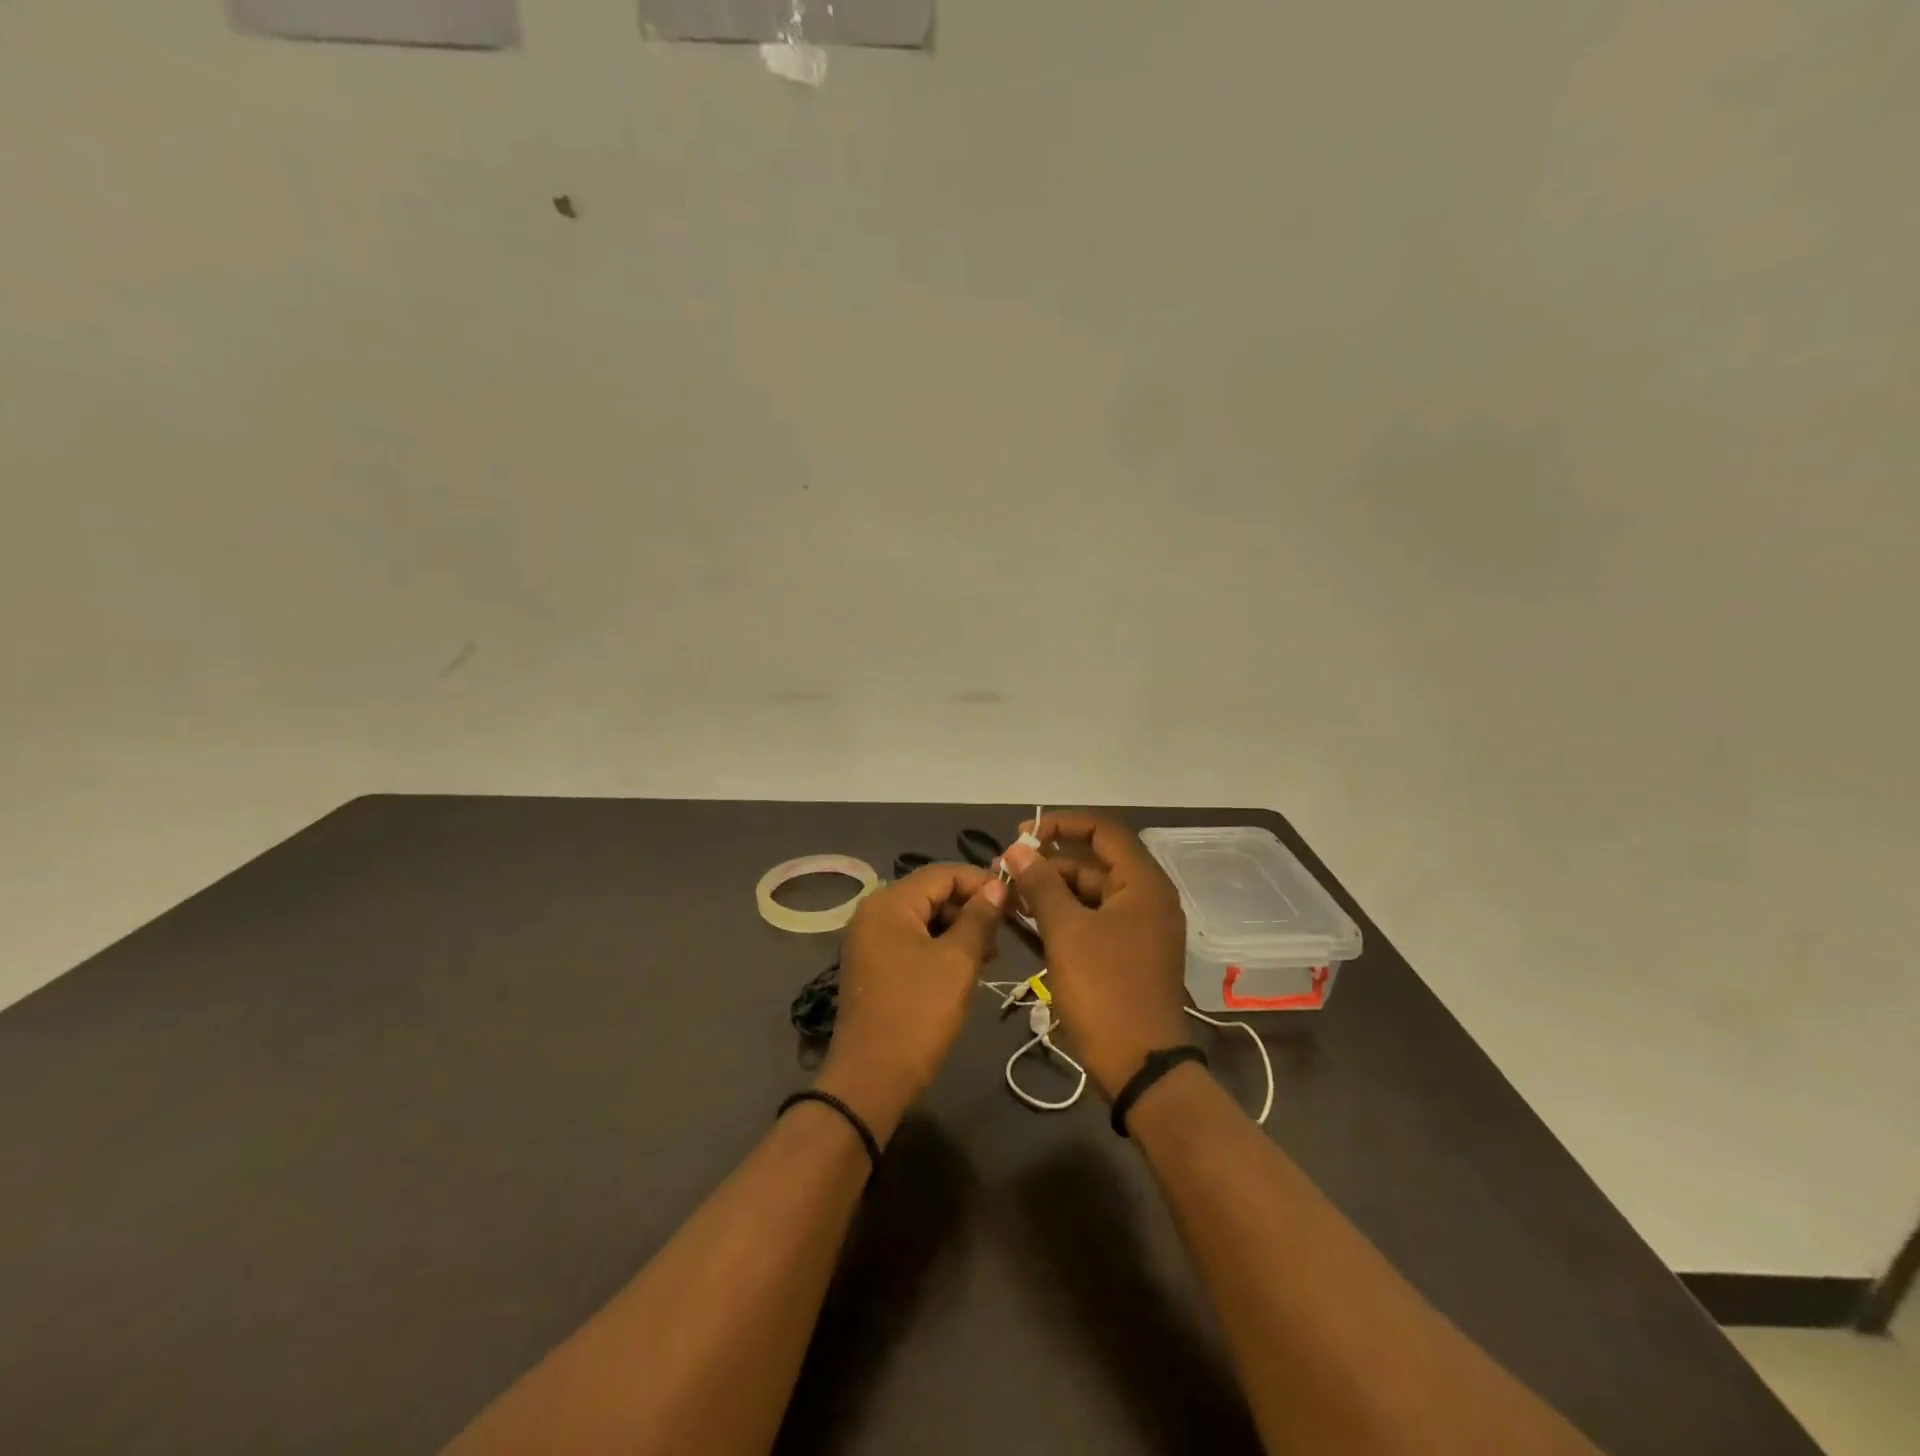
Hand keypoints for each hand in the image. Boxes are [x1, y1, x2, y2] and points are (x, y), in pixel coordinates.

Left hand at [815, 863, 1007, 1141]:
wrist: (872, 1079)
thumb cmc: (918, 1013)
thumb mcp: (957, 962)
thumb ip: (979, 918)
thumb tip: (997, 886)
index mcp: (890, 903)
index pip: (942, 873)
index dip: (981, 881)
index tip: (1016, 898)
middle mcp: (874, 912)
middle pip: (931, 893)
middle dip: (971, 907)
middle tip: (1007, 928)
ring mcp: (871, 940)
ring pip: (924, 918)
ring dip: (959, 929)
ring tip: (992, 952)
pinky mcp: (875, 964)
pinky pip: (912, 940)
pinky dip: (941, 946)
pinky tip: (967, 965)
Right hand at [1002, 813, 1189, 1099]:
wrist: (1140, 1067)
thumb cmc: (1104, 991)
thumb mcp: (1066, 932)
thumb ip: (1041, 884)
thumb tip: (1018, 849)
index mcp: (1143, 883)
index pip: (1102, 830)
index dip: (1060, 824)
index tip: (1022, 834)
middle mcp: (1147, 897)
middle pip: (1094, 862)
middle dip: (1049, 863)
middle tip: (1006, 873)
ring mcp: (1141, 927)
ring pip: (1091, 893)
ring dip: (1053, 891)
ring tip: (1010, 899)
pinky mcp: (1130, 952)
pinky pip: (1095, 918)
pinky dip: (1065, 916)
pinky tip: (1030, 922)